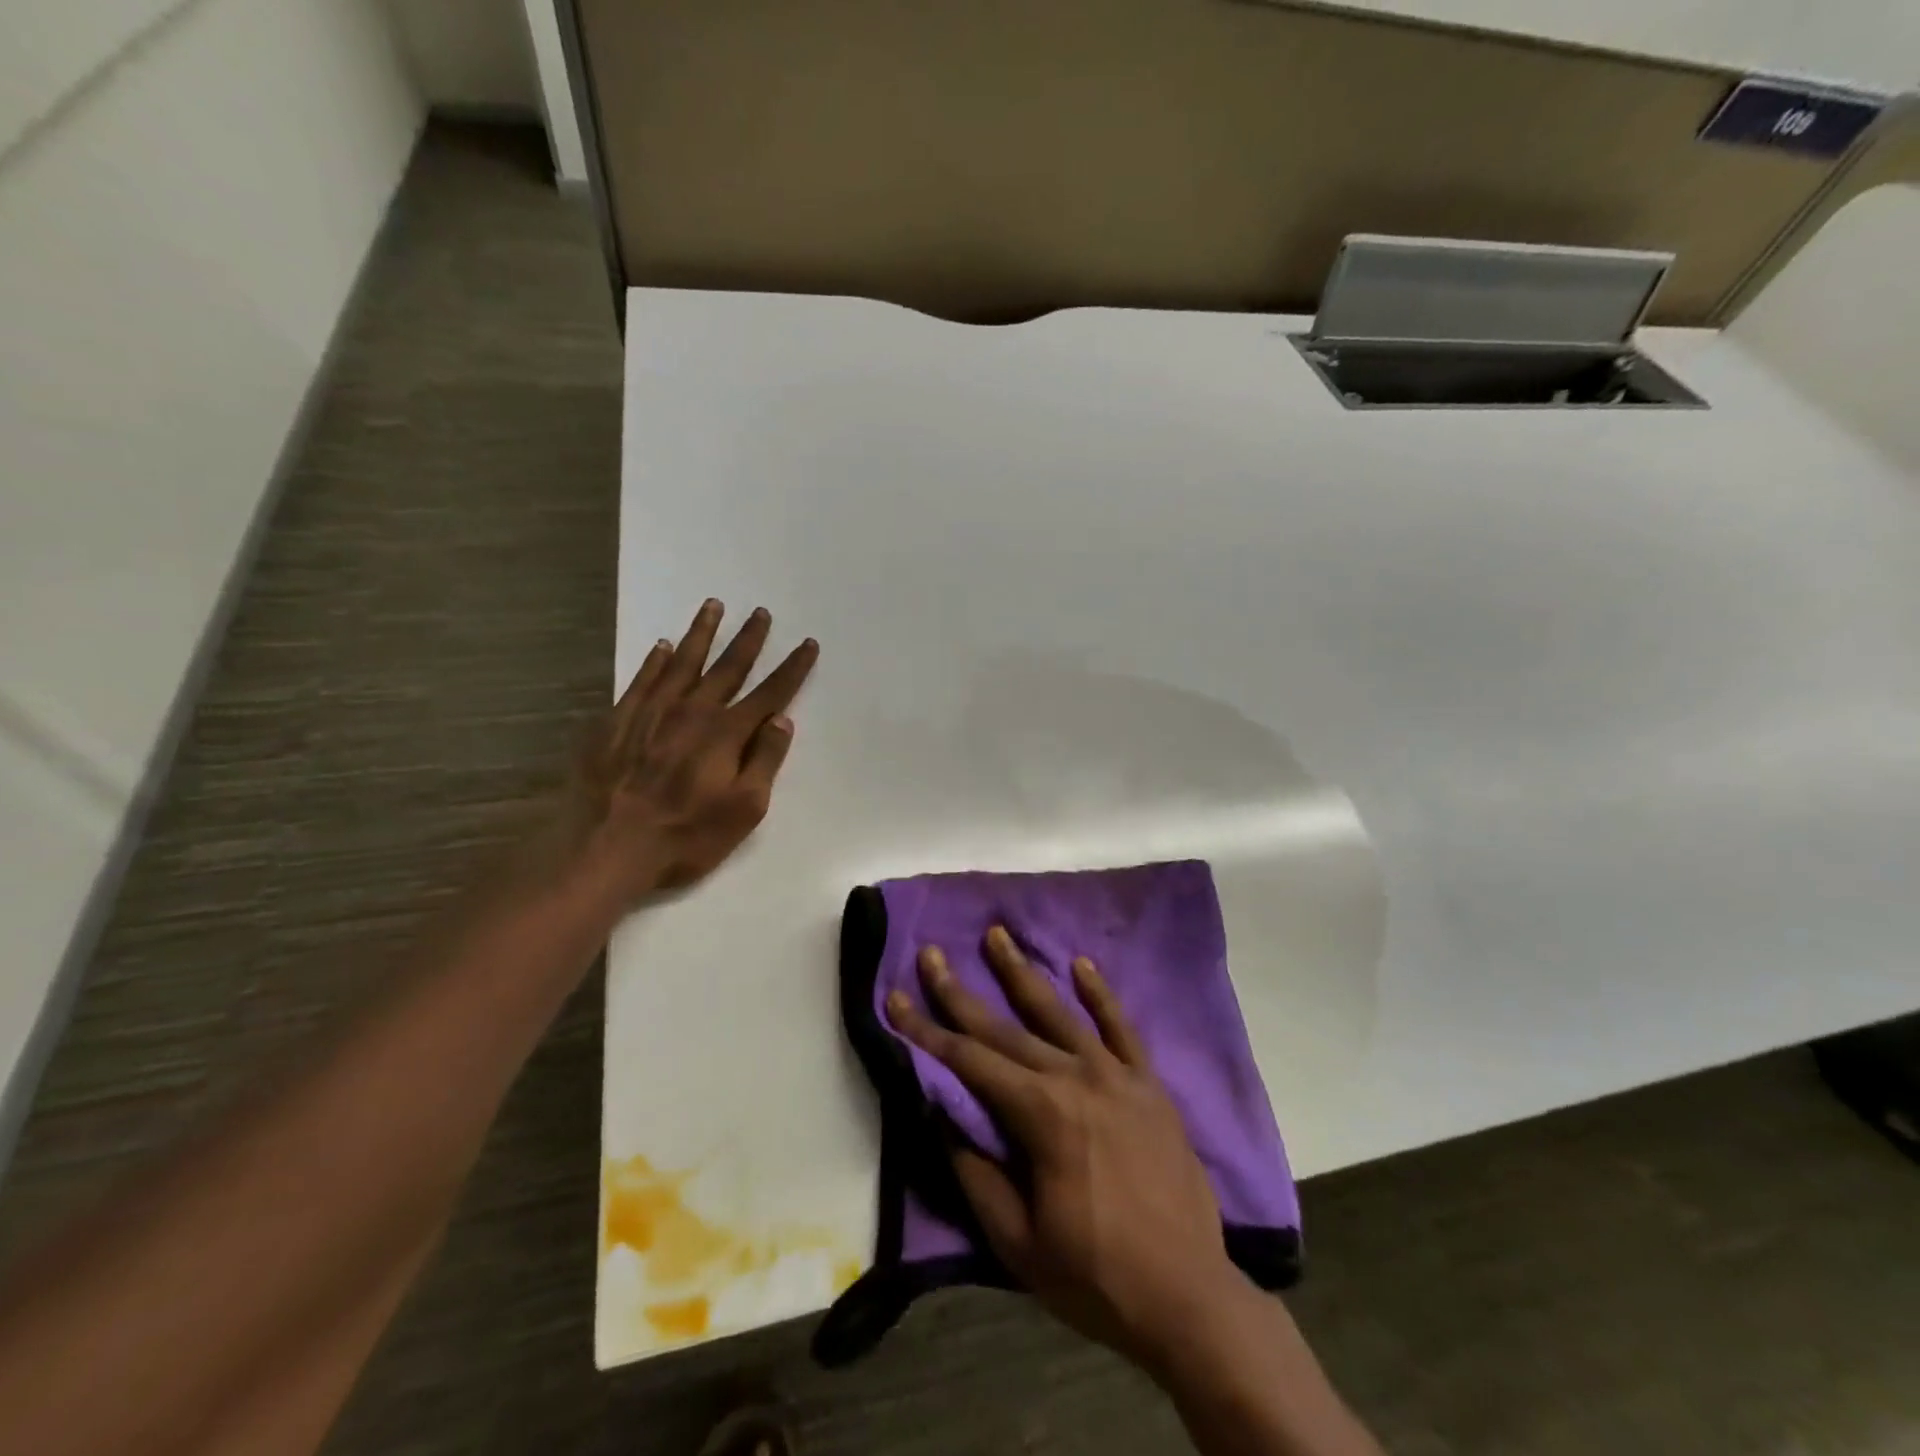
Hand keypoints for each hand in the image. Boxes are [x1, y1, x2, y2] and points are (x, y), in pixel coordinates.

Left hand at [558, 598, 817, 906]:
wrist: (607, 846)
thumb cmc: (686, 836)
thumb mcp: (744, 809)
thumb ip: (765, 761)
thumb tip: (782, 720)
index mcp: (726, 733)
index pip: (770, 693)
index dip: (792, 669)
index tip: (807, 644)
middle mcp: (692, 711)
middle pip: (728, 667)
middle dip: (748, 639)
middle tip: (761, 612)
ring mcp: (651, 712)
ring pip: (683, 662)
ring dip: (702, 633)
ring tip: (713, 606)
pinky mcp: (618, 720)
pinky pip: (642, 678)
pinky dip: (656, 660)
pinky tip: (663, 646)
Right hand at [886, 927, 1247, 1369]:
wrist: (1189, 1298)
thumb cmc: (1095, 1276)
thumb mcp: (1016, 1239)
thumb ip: (974, 1169)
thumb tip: (941, 1112)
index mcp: (1040, 1113)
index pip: (968, 1061)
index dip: (926, 1030)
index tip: (896, 997)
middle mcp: (1075, 1078)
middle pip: (1006, 1028)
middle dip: (960, 993)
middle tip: (932, 953)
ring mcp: (1117, 1075)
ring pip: (1059, 1012)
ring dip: (1023, 973)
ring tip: (997, 935)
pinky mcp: (1149, 1085)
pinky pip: (1122, 1028)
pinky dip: (1100, 995)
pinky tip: (1081, 965)